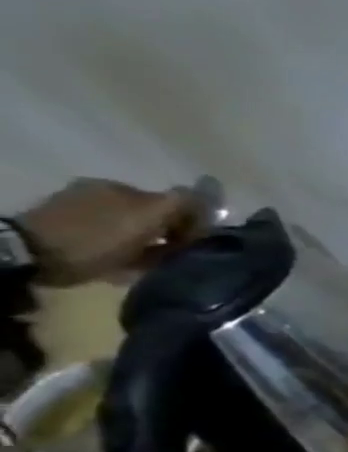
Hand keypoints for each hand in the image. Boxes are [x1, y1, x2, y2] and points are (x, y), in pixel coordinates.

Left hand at [15, 178, 202, 285]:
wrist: (34, 254)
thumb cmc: (97, 237)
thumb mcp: (146, 217)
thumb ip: (180, 202)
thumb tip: (210, 191)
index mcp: (120, 187)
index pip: (171, 200)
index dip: (189, 220)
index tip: (194, 242)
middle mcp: (100, 193)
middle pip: (151, 214)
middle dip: (167, 232)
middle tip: (176, 254)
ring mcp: (81, 211)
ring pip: (132, 228)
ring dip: (147, 242)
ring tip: (152, 262)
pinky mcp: (67, 230)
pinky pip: (111, 240)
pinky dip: (124, 250)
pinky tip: (126, 263)